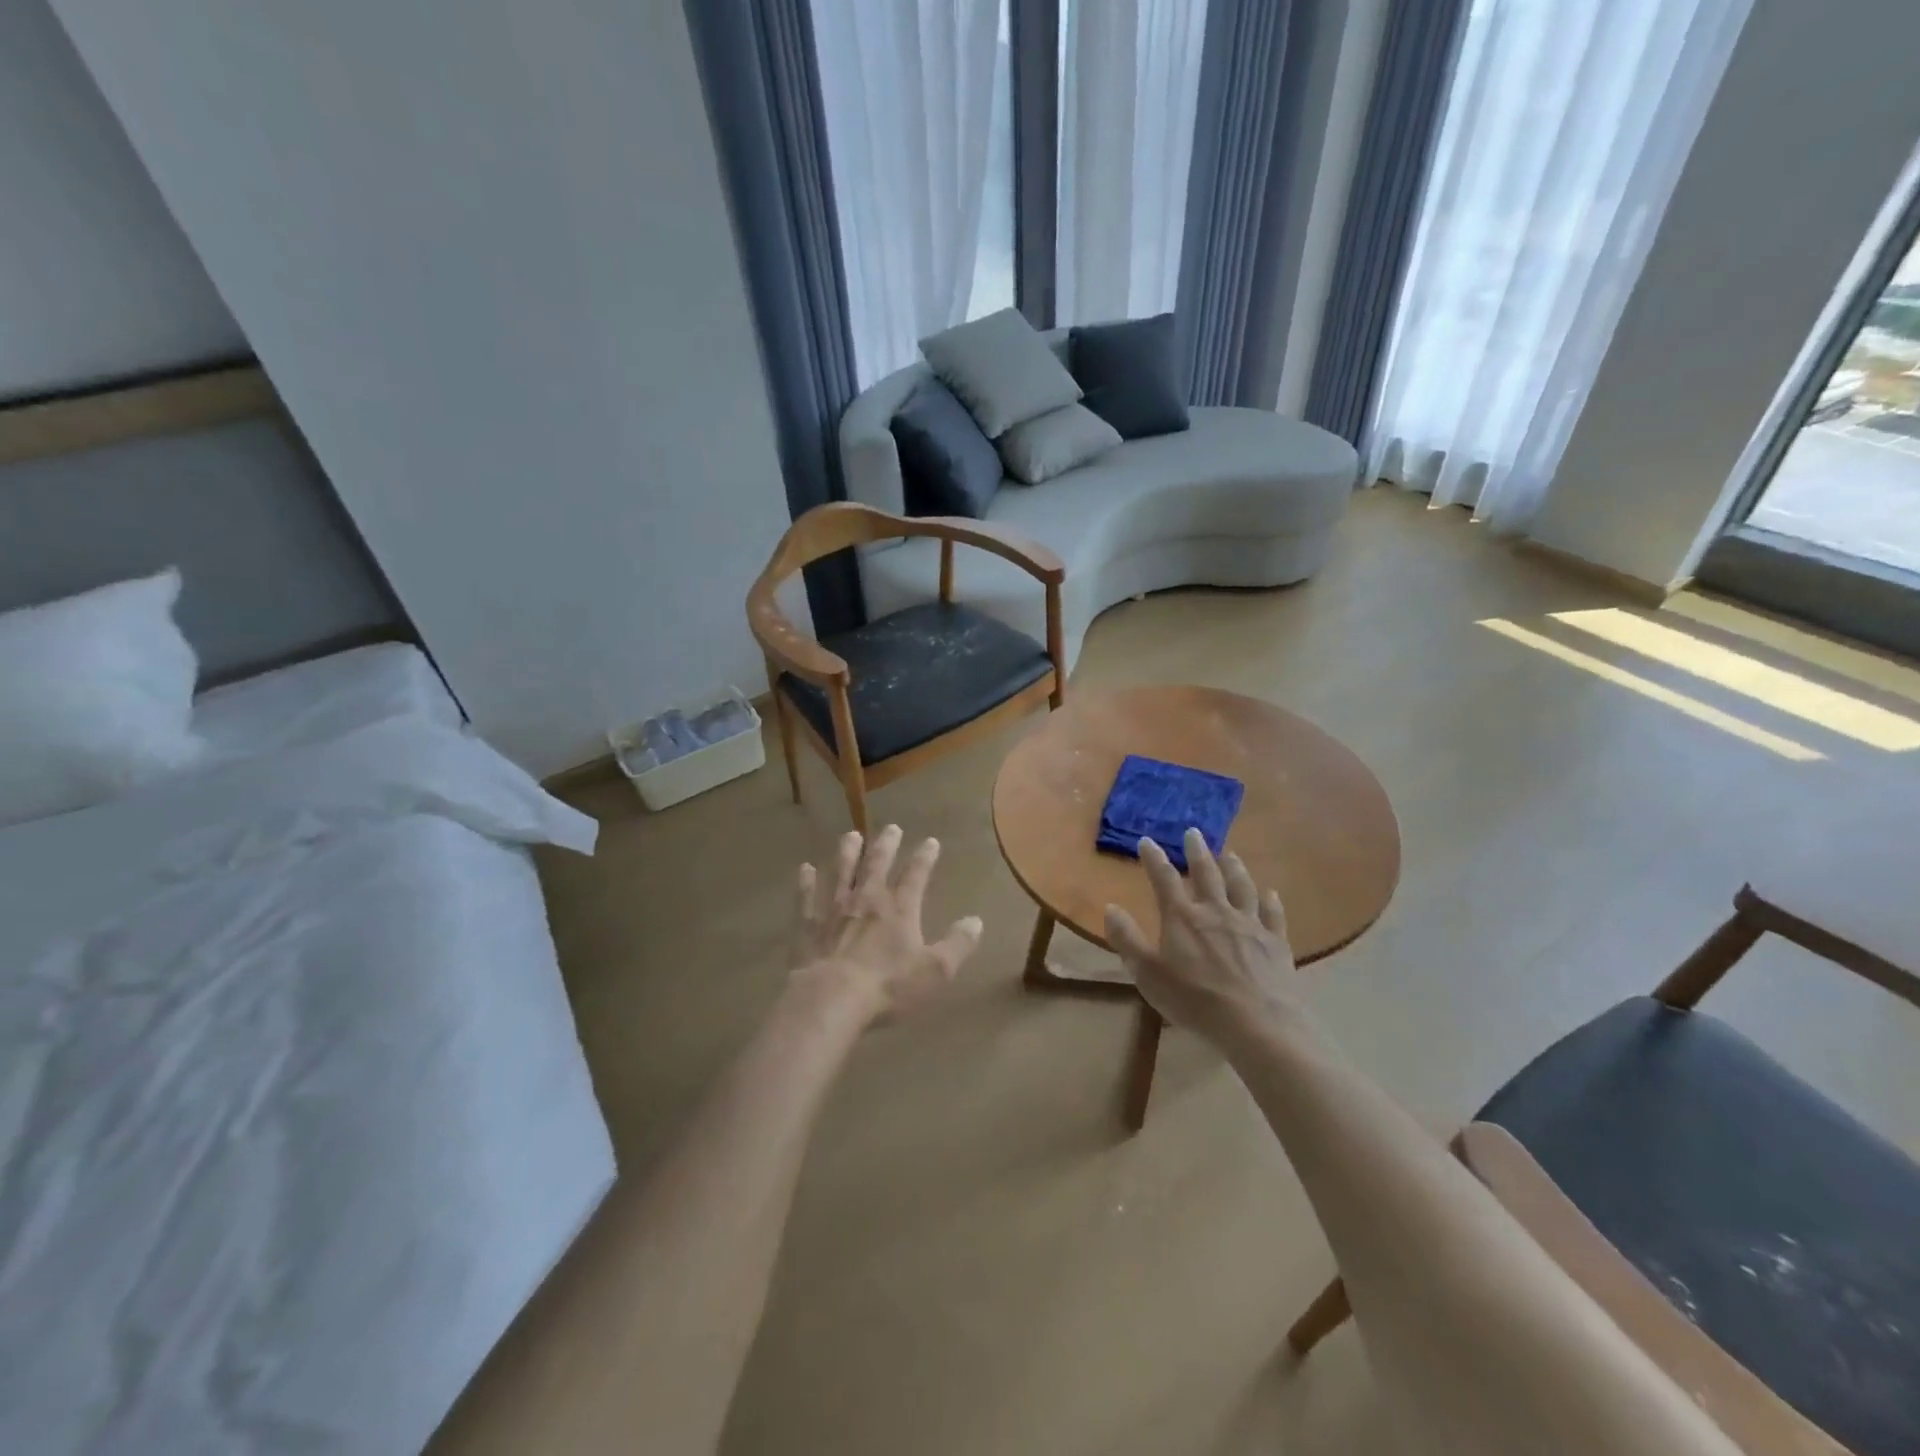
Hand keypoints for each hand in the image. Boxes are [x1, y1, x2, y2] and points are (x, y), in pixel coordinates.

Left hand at [789, 825, 982, 1024]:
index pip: (915, 875)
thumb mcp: (935, 970)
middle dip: (886, 845)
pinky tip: (805, 869)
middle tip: (891, 827)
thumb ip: (958, 944)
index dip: (924, 857)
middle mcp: (867, 899)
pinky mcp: (808, 924)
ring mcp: (834, 908)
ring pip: (842, 871)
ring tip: (851, 836)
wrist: (831, 998)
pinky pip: (806, 897)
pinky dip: (806, 881)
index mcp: (899, 909)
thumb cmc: (887, 986)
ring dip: (847, 852)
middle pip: (877, 864)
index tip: (930, 841)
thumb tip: (976, 921)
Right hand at [1104, 829, 1299, 1040]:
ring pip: (1241, 887)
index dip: (1153, 858)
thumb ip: (1127, 939)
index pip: (1164, 878)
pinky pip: (1273, 914)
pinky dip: (1271, 901)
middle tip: (1194, 832)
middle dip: (1197, 852)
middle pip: (1206, 873)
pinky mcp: (1275, 942)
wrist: (1257, 1022)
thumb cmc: (1195, 999)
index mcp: (1183, 917)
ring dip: (1234, 867)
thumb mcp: (1148, 973)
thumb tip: (1111, 907)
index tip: (1146, 841)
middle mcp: (1216, 911)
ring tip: (1230, 853)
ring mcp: (1249, 924)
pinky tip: (1271, 893)